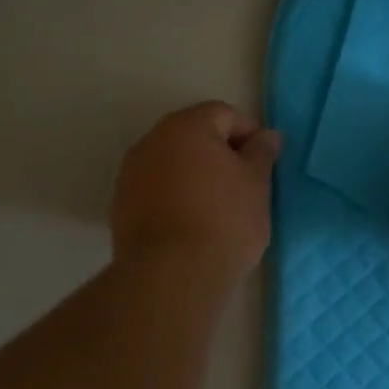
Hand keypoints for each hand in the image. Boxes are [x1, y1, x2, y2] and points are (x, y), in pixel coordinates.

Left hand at [111, 102, 280, 277]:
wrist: (171, 275)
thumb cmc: (224, 220)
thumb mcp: (256, 184)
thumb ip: (261, 153)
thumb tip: (267, 135)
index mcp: (187, 126)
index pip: (224, 114)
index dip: (249, 134)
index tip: (263, 164)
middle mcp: (152, 141)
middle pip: (194, 136)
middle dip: (220, 154)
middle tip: (244, 185)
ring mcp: (131, 174)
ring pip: (172, 163)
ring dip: (195, 176)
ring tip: (218, 208)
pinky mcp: (121, 206)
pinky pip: (156, 189)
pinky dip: (175, 197)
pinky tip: (192, 224)